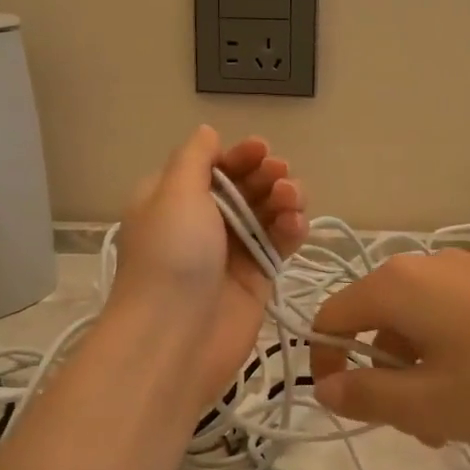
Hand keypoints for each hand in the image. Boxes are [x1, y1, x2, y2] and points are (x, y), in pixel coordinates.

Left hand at [112, 125, 307, 410]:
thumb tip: (208, 133)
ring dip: (285, 199)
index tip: (260, 151)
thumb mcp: (174, 193)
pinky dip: (292, 230)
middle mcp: (203, 223)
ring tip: (291, 201)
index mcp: (174, 199)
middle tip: (280, 176)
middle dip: (266, 175)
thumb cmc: (171, 256)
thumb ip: (195, 159)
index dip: (239, 156)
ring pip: (268, 214)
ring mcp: (232, 252)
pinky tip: (298, 225)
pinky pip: (280, 245)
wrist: (175, 336)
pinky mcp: (257, 279)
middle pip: (245, 187)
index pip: (213, 166)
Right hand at [310, 249, 469, 447]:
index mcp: (397, 286)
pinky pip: (465, 330)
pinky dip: (466, 370)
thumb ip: (366, 396)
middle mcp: (429, 268)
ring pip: (428, 335)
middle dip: (392, 386)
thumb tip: (327, 387)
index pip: (332, 317)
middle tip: (420, 433)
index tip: (345, 407)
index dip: (326, 363)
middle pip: (384, 329)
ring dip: (433, 386)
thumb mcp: (427, 404)